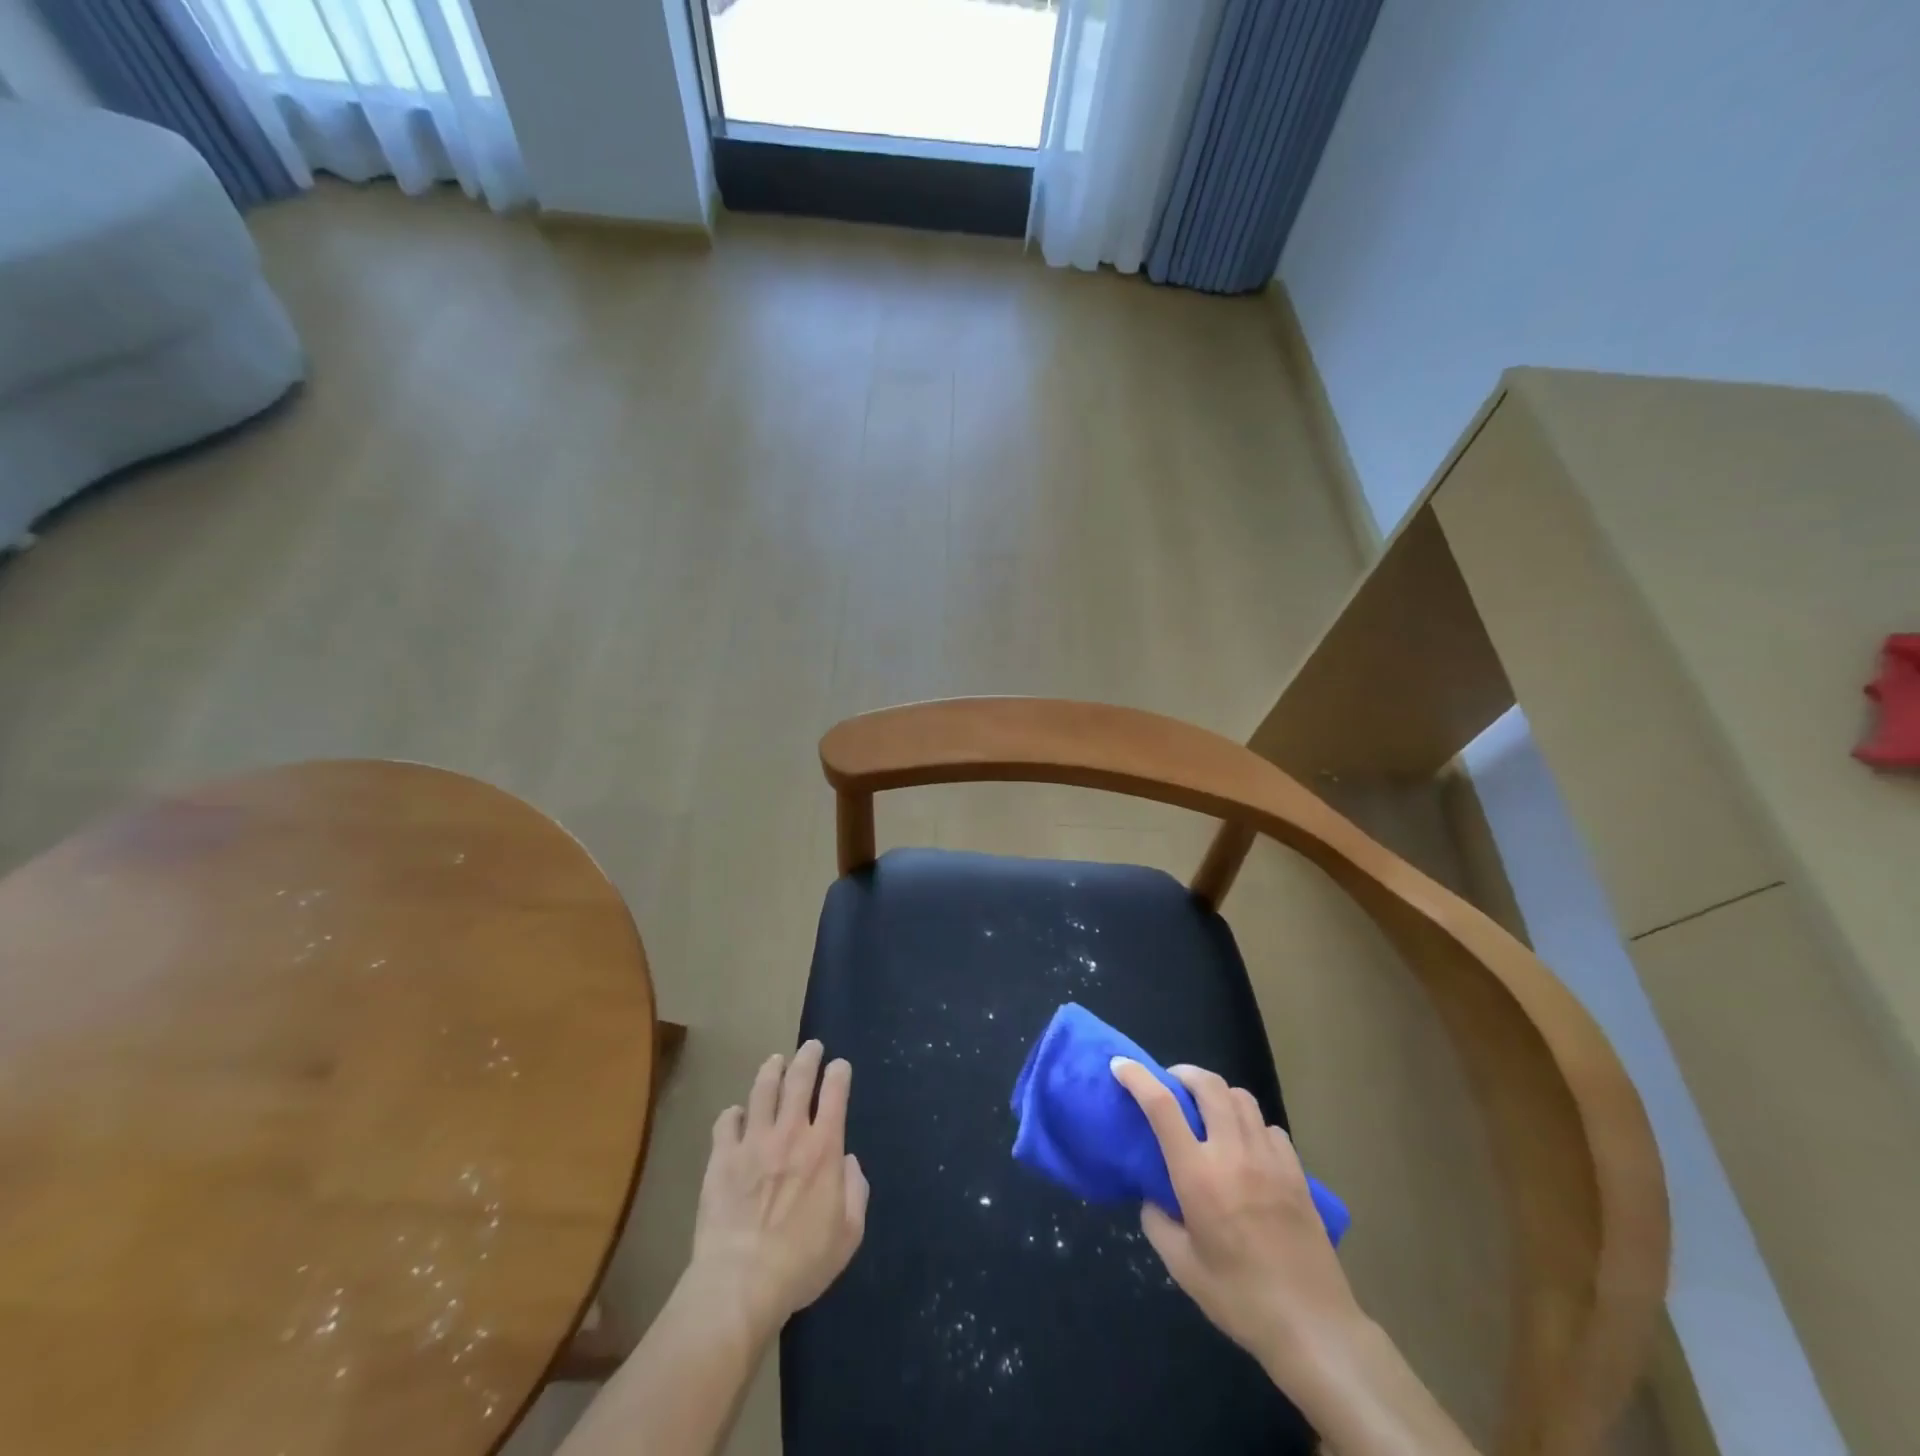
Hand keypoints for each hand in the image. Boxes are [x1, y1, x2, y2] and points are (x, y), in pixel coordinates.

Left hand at [688, 1040, 868, 1336]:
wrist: (740, 1283)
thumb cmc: (801, 1263)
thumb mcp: (848, 1235)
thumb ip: (857, 1192)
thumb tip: (848, 1162)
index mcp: (824, 1148)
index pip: (835, 1092)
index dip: (839, 1073)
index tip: (840, 1066)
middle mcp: (790, 1133)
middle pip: (799, 1078)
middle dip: (808, 1057)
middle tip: (811, 1047)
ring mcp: (752, 1141)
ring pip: (763, 1089)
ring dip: (772, 1070)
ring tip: (776, 1062)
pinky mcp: (721, 1157)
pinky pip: (726, 1121)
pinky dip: (734, 1113)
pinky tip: (737, 1114)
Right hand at [1111, 1057, 1361, 1384]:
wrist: (1314, 1327)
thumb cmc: (1240, 1299)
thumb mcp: (1182, 1267)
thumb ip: (1157, 1222)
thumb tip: (1153, 1196)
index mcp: (1199, 1175)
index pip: (1162, 1107)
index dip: (1138, 1077)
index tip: (1121, 1065)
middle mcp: (1233, 1153)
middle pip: (1208, 1085)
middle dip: (1184, 1073)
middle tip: (1170, 1085)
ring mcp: (1269, 1159)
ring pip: (1241, 1098)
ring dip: (1217, 1094)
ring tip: (1207, 1112)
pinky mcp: (1296, 1172)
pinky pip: (1268, 1127)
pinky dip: (1250, 1123)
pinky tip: (1246, 1146)